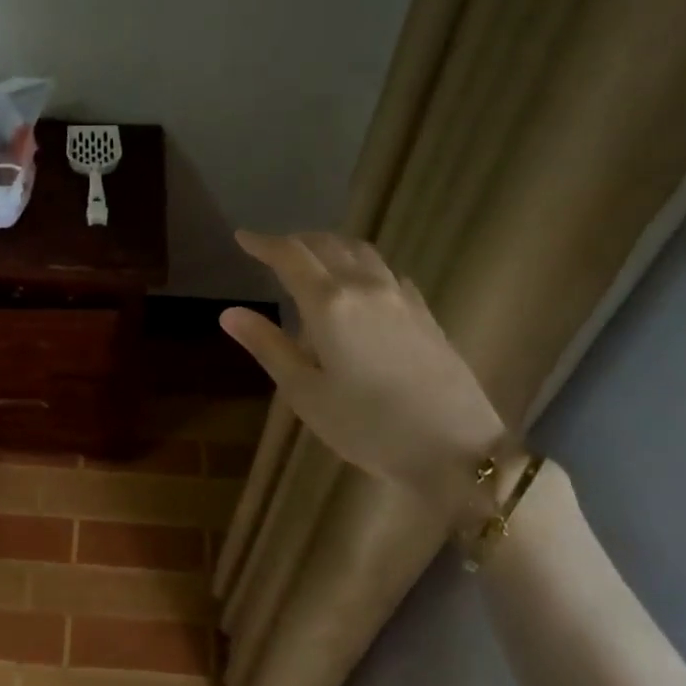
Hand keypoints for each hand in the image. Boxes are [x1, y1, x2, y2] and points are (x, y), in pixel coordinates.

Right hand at [220, 230, 507, 502]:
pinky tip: (361, 285)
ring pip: (361, 252)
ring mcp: (401, 298)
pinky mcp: (425, 313)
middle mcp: (365, 288)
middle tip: (274, 250)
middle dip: (296, 241)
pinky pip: (387, 273)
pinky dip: (362, 266)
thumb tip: (229, 313)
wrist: (456, 448)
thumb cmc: (367, 426)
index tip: (242, 237)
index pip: (290, 256)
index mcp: (329, 304)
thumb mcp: (304, 392)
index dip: (263, 243)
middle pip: (327, 245)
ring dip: (331, 246)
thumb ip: (268, 346)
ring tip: (314, 259)